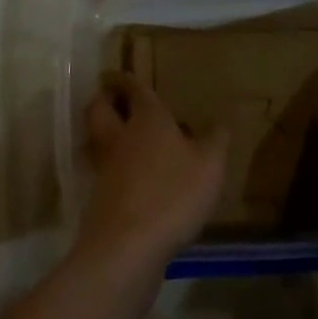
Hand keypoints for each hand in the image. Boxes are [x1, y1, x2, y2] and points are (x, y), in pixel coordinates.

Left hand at [80, 74, 226, 267]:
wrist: (128, 245)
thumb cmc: (172, 194)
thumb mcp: (209, 166)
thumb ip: (215, 141)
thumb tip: (219, 123)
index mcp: (147, 119)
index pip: (134, 89)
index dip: (126, 78)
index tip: (118, 72)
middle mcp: (120, 137)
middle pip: (99, 109)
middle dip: (104, 100)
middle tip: (114, 99)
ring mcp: (105, 167)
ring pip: (98, 139)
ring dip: (106, 132)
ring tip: (126, 135)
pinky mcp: (100, 197)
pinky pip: (105, 169)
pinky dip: (114, 165)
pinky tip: (134, 176)